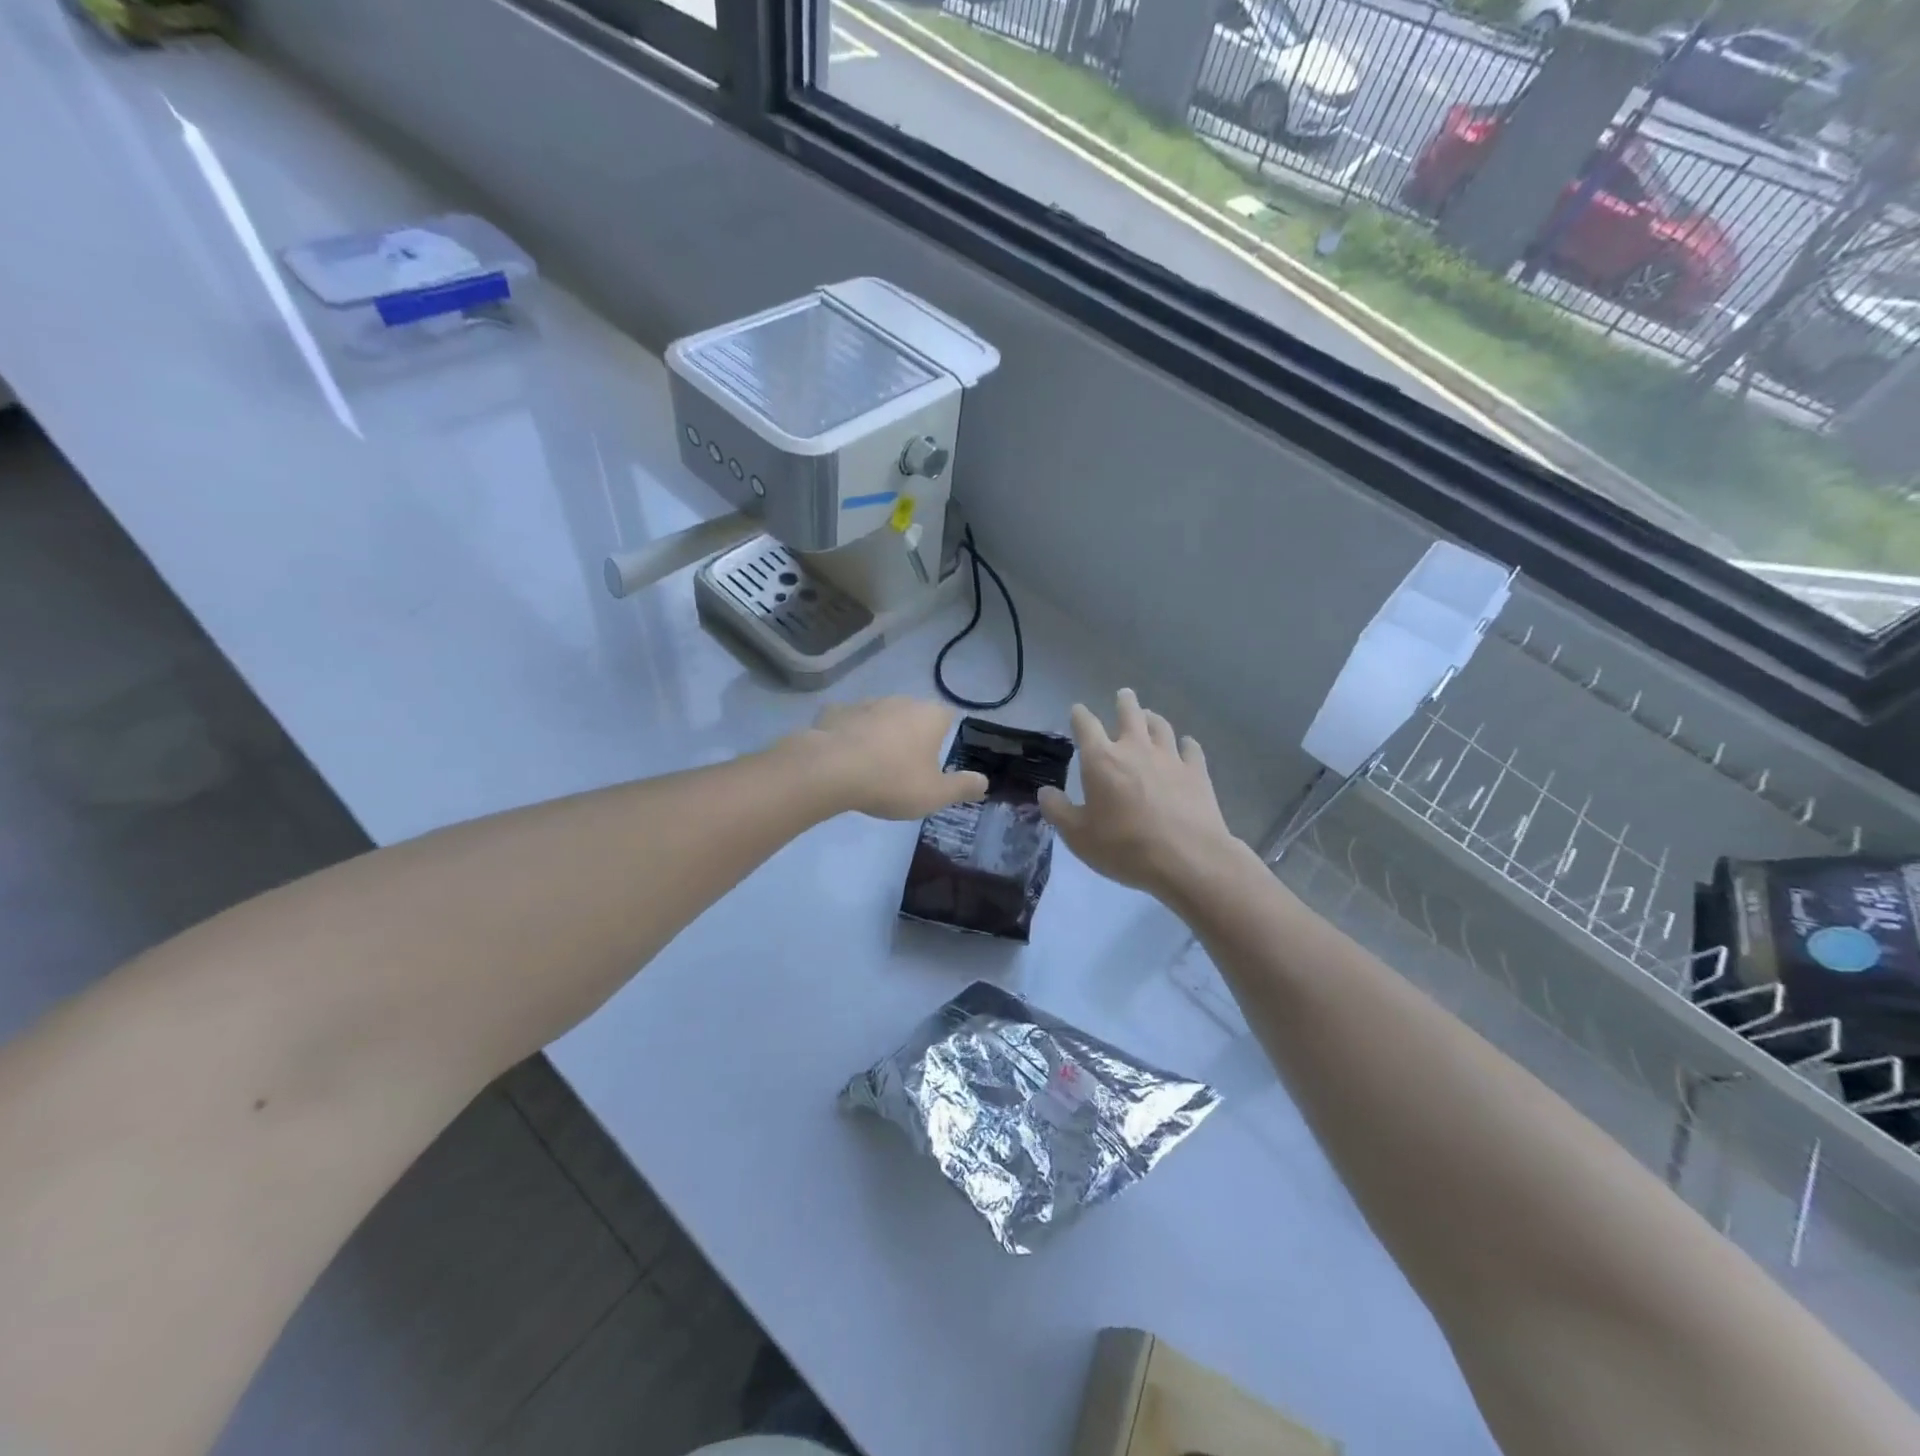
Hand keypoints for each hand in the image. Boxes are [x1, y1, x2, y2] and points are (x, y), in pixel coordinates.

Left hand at [790, 698, 987, 820]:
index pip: (948, 717)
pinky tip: (844, 756)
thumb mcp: (935, 794)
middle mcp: (901, 701)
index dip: (945, 736)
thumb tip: (984, 782)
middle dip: (912, 735)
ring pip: (881, 716)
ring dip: (881, 734)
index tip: (937, 759)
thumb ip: (962, 787)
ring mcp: (866, 703)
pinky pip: (850, 722)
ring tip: (874, 764)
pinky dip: (850, 735)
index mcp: (930, 716)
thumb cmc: (892, 781)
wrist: (831, 770)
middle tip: (906, 766)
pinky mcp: (835, 711)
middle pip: (914, 715)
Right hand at [1039, 690, 1239, 901]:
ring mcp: (1169, 758)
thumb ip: (1058, 811)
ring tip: (1150, 717)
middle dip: (1124, 702)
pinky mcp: (1197, 772)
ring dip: (1153, 718)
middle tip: (1123, 695)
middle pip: (1130, 713)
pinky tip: (1186, 746)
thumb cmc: (1124, 847)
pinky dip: (1186, 744)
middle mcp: (1135, 749)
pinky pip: (1191, 749)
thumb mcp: (1078, 836)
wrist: (1187, 859)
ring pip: (1161, 726)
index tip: (1077, 711)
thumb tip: (1045, 792)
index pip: (1086, 726)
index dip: (1080, 715)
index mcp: (1101, 760)